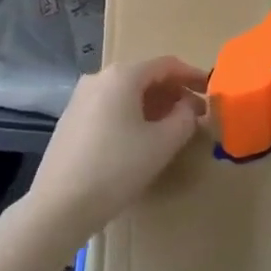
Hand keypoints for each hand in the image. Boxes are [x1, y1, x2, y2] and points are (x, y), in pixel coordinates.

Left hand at [29, 56, 207, 241]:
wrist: (59, 205)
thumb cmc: (116, 168)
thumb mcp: (162, 144)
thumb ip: (184, 118)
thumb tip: (189, 106)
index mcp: (122, 75)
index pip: (166, 65)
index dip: (192, 76)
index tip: (211, 91)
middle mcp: (99, 77)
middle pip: (145, 76)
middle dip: (173, 92)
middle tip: (195, 114)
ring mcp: (81, 97)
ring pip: (126, 92)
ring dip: (153, 104)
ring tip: (172, 127)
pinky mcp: (71, 119)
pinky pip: (110, 106)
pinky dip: (132, 114)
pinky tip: (141, 137)